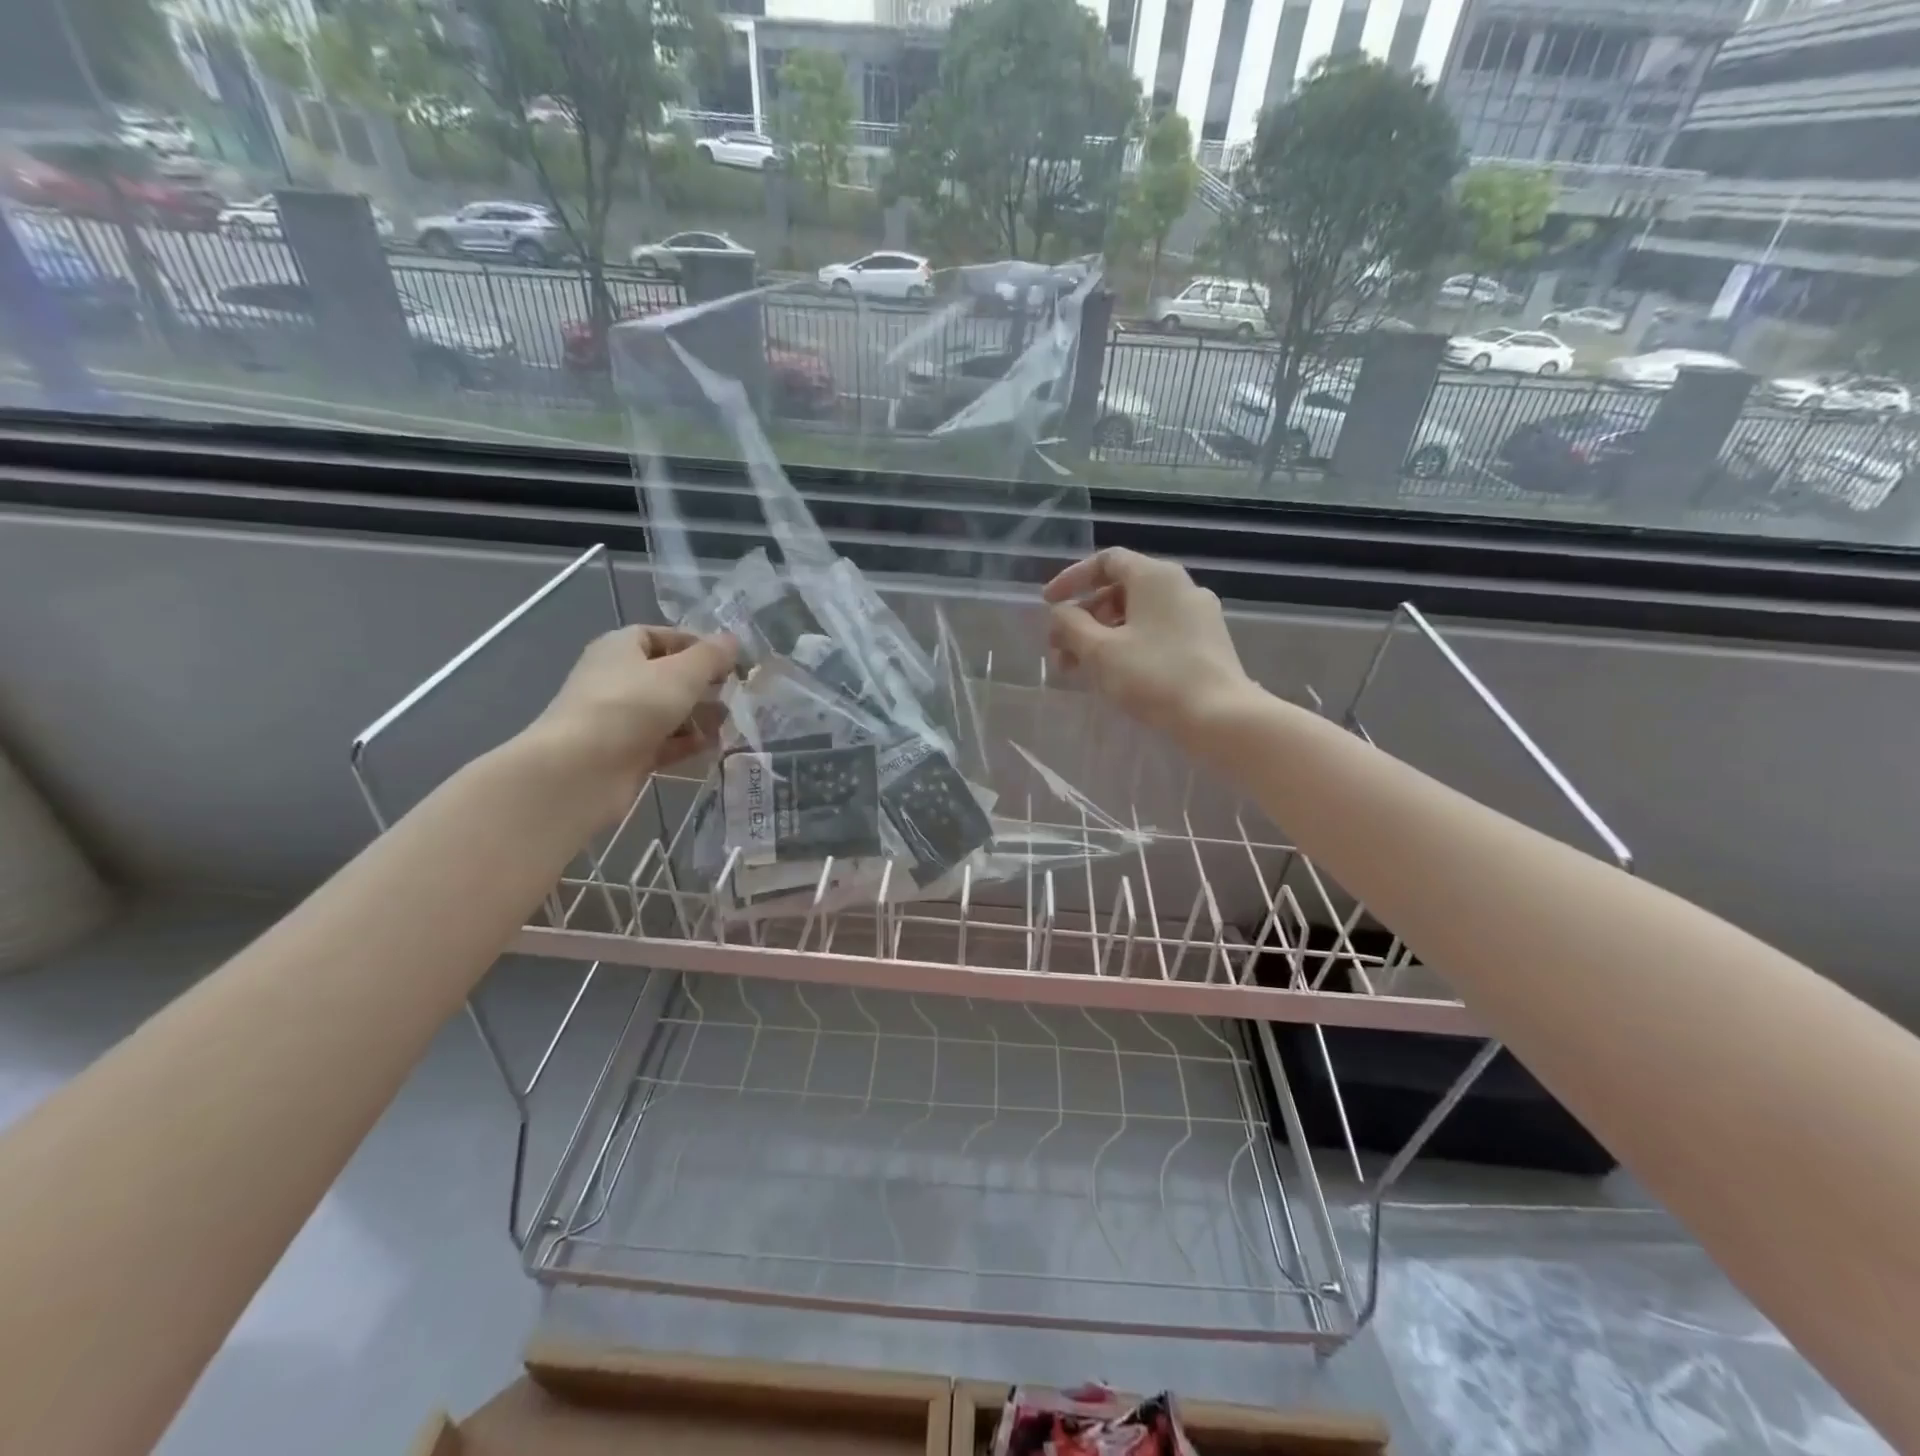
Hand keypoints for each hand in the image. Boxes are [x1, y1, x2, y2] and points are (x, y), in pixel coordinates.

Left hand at [521, 625, 736, 820]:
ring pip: (667, 712)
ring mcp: (619, 719)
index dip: (696, 645)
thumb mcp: (681, 673)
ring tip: (730, 724)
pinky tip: (713, 748)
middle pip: (667, 676)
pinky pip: (663, 743)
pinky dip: (687, 744)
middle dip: (702, 685)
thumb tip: (732, 640)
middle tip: (735, 694)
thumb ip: (710, 656)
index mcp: (620, 648)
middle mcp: (616, 679)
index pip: (661, 636)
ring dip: (699, 717)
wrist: (581, 770)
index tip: (729, 661)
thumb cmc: (631, 706)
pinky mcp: (625, 754)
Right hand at [1044, 549, 1254, 743]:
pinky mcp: (1206, 644)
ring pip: (1138, 615)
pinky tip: (1113, 676)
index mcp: (1156, 576)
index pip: (1106, 561)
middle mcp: (1180, 587)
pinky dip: (1128, 646)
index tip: (1048, 604)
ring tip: (1080, 670)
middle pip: (1120, 590)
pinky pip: (1157, 633)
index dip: (1072, 579)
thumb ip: (1071, 625)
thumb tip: (1061, 612)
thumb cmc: (1154, 676)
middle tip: (1060, 649)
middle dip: (1084, 618)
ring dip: (1102, 636)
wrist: (1219, 716)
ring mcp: (1198, 616)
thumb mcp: (1100, 651)